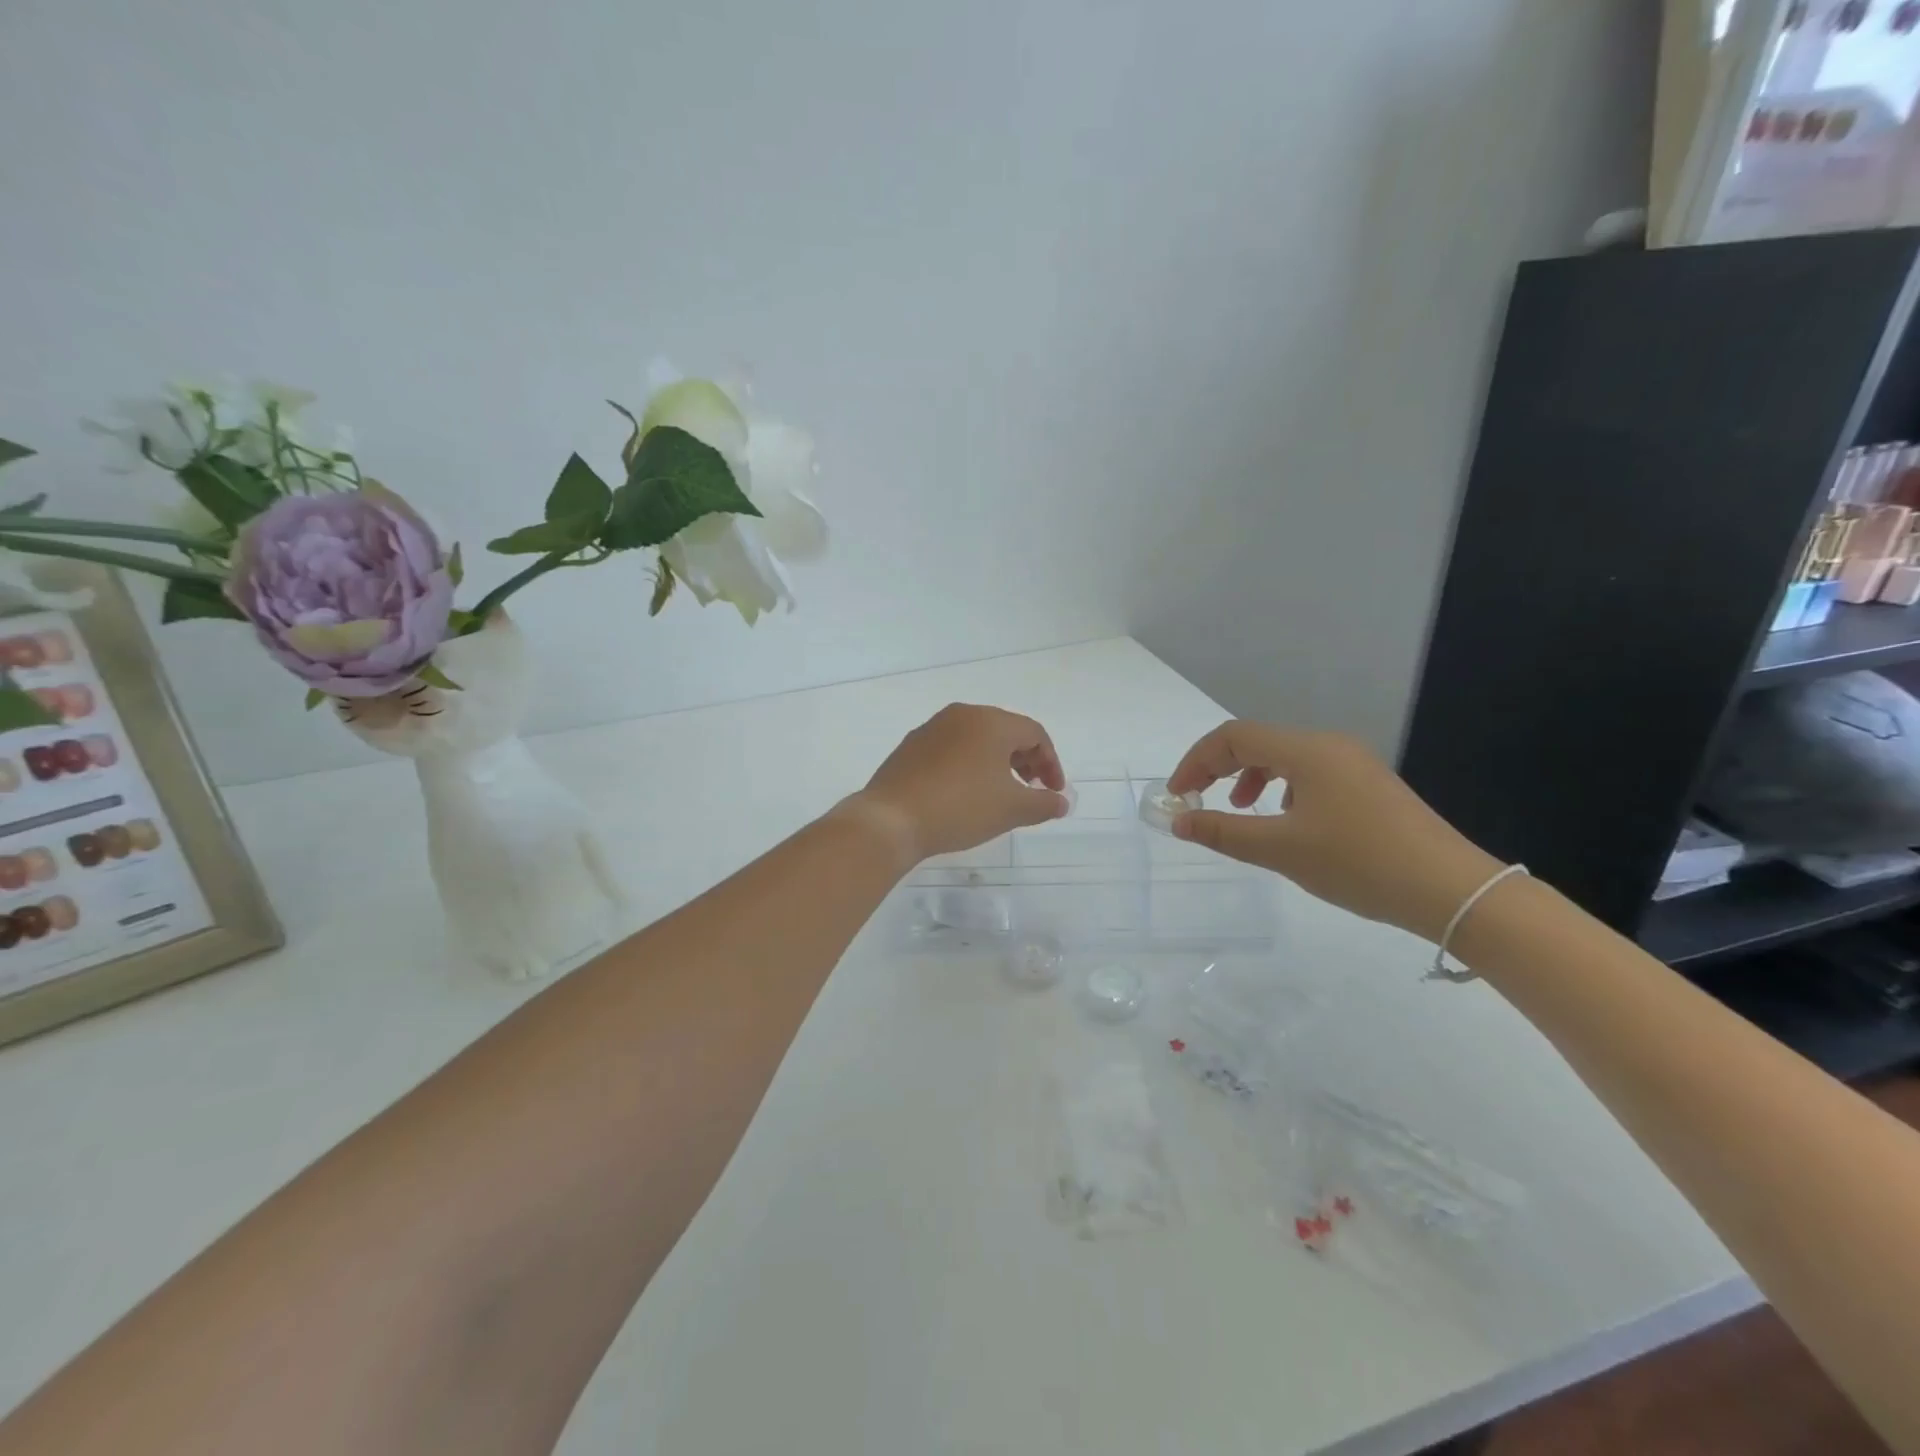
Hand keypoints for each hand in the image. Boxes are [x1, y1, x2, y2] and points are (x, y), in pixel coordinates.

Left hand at [848, 704, 1068, 863]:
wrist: (891, 820)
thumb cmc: (960, 808)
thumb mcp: (1012, 809)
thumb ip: (1044, 804)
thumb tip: (1061, 802)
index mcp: (990, 721)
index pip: (1034, 733)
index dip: (1051, 763)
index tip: (1053, 792)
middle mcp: (961, 715)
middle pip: (1005, 731)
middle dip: (1025, 760)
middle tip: (1030, 790)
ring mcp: (932, 728)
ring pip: (976, 739)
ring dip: (996, 762)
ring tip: (999, 793)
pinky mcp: (911, 746)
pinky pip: (951, 749)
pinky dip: (969, 765)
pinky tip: (965, 793)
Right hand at [1166, 723, 1504, 942]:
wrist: (1451, 890)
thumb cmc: (1358, 863)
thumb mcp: (1281, 850)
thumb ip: (1224, 832)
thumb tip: (1180, 822)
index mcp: (1306, 751)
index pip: (1233, 737)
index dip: (1196, 761)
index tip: (1179, 797)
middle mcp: (1329, 746)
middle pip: (1258, 742)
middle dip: (1219, 768)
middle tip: (1198, 802)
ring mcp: (1354, 764)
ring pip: (1285, 758)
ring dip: (1250, 778)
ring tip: (1242, 811)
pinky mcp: (1369, 786)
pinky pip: (1310, 774)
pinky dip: (1282, 789)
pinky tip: (1287, 822)